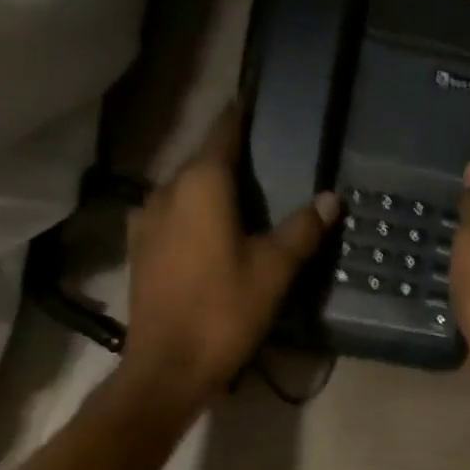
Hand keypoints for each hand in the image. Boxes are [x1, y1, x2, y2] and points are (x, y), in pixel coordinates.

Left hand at [121, 106, 338, 407]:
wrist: (168, 367)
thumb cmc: (224, 312)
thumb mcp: (274, 270)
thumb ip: (302, 229)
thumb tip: (330, 198)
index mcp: (200, 184)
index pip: (224, 131)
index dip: (242, 115)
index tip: (258, 102)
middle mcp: (166, 191)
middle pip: (202, 161)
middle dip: (230, 158)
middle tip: (266, 162)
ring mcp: (145, 221)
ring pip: (184, 190)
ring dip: (210, 189)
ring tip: (241, 200)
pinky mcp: (139, 249)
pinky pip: (171, 217)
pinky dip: (192, 215)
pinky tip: (210, 234)